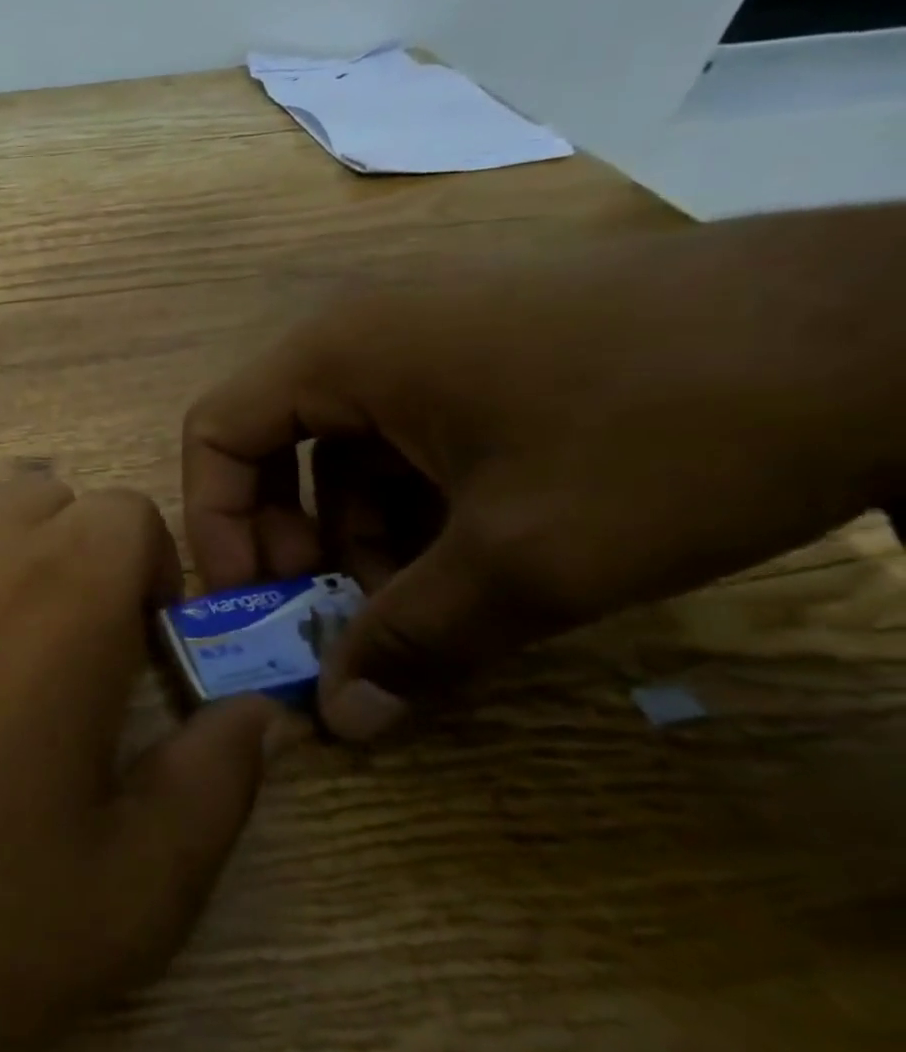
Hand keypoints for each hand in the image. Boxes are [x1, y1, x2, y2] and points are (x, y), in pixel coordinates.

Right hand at [182, 207, 905, 742]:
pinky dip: (419, 507)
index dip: (218, 527)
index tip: (258, 606)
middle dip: (293, 540)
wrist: (901, 326)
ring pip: (348, 452)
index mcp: (337, 353)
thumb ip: (417, 640)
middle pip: (273, 445)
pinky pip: (411, 439)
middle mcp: (363, 336)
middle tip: (337, 614)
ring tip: (425, 605)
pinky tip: (478, 560)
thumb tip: (340, 725)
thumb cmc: (665, 429)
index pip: (215, 434)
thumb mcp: (529, 556)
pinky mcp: (488, 357)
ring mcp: (429, 342)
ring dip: (363, 536)